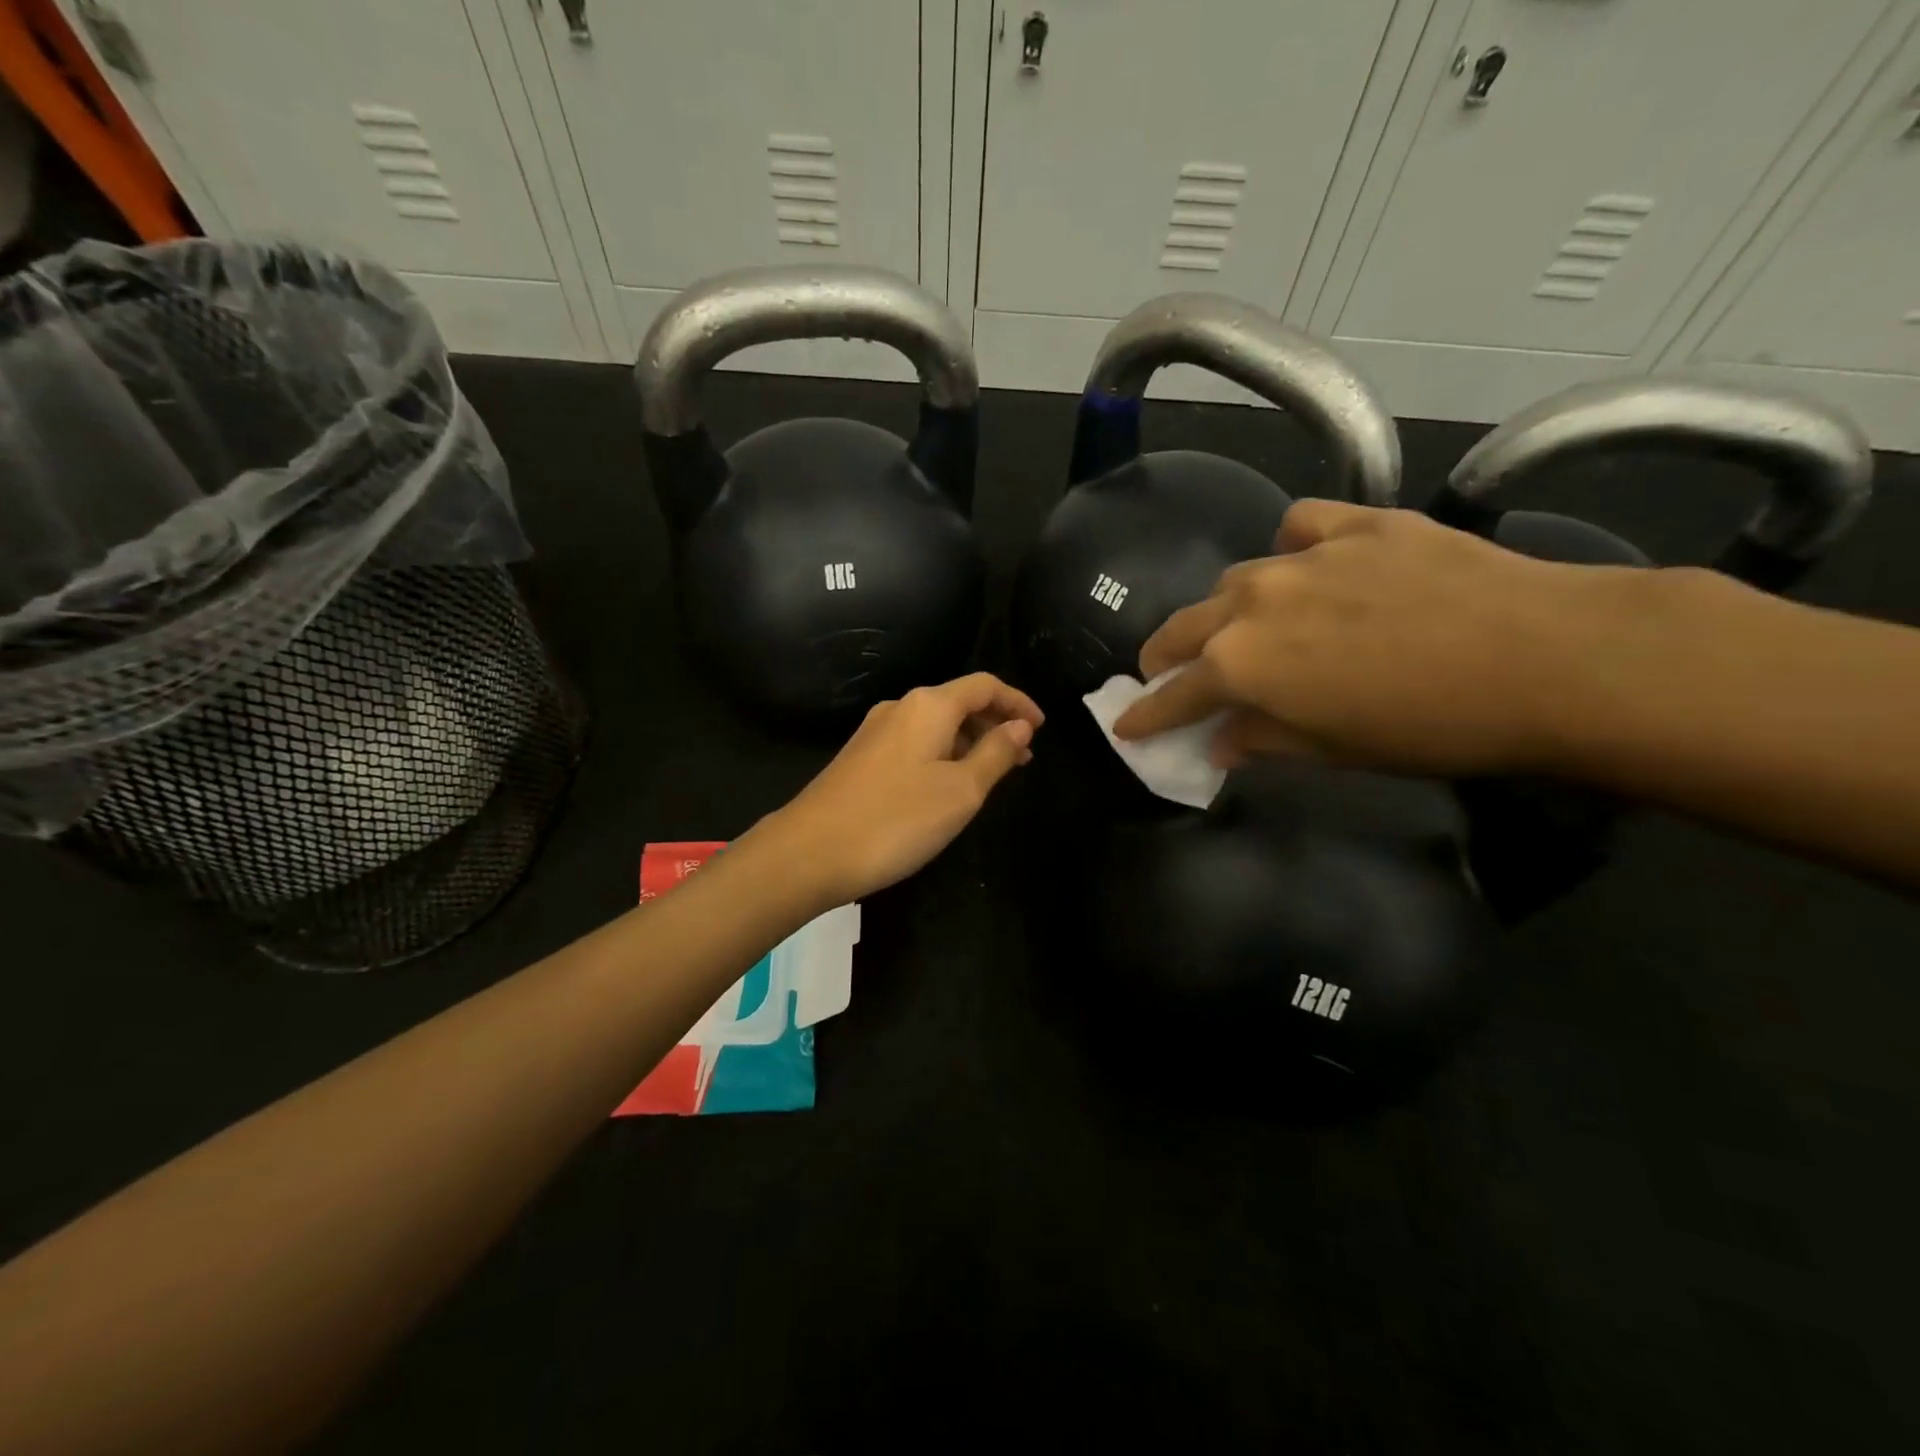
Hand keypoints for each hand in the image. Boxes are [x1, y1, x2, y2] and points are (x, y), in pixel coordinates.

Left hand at [763, 673, 1043, 905]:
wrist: (810, 852)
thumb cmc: (896, 820)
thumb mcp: (961, 791)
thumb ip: (995, 754)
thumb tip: (1019, 727)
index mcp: (929, 706)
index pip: (985, 685)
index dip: (1018, 702)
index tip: (1041, 728)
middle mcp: (900, 708)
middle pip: (959, 702)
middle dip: (995, 724)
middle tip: (1023, 758)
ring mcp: (876, 732)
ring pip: (936, 726)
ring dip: (969, 742)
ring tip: (993, 775)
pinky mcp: (861, 758)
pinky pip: (915, 744)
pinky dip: (943, 755)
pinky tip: (948, 786)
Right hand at [1113, 500, 1636, 776]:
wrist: (1545, 656)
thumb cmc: (1428, 725)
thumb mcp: (1332, 751)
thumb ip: (1261, 741)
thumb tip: (1221, 742)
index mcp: (1239, 664)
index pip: (1171, 694)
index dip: (1144, 714)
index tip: (1125, 724)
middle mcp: (1252, 602)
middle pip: (1184, 628)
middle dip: (1165, 657)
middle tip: (1165, 674)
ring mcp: (1303, 556)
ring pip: (1235, 579)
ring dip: (1226, 610)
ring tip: (1246, 626)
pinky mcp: (1357, 523)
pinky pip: (1299, 527)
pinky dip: (1291, 548)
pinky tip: (1310, 563)